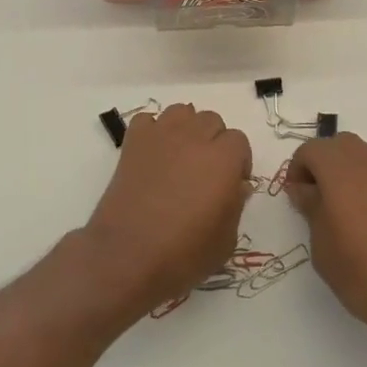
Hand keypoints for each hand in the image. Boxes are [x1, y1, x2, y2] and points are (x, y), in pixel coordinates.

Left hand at [83, 104, 252, 316]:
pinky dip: (153, 131)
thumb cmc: (183, 254)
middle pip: (212, 120)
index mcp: (223, 159)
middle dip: (214, 141)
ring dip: (186, 128)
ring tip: (180, 156)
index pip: (239, 141)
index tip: (232, 184)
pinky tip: (153, 155)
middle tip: (206, 172)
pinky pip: (148, 120)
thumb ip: (236, 205)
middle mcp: (194, 138)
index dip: (238, 162)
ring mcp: (161, 135)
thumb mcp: (225, 240)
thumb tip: (236, 186)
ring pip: (182, 111)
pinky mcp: (133, 142)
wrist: (127, 255)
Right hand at [285, 133, 366, 354]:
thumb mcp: (322, 246)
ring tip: (342, 210)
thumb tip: (305, 189)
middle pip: (339, 145)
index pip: (311, 149)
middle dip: (322, 164)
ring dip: (347, 171)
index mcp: (342, 170)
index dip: (297, 169)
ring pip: (364, 156)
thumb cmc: (363, 274)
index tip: (296, 198)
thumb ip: (311, 209)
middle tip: (316, 199)